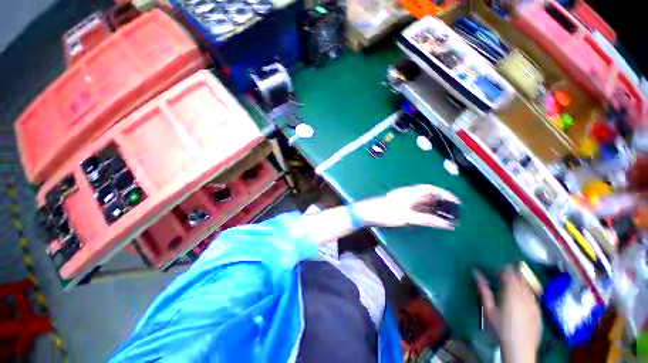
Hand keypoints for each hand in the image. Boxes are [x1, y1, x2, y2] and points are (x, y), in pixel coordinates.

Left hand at [354, 185, 459, 228]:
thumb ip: (425, 219)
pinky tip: (429, 218)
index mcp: (409, 193)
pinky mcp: (399, 206)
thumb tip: (446, 223)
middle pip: (428, 195)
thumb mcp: (406, 217)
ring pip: (422, 202)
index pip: (431, 189)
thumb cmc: (385, 213)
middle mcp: (407, 194)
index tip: (456, 202)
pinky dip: (425, 211)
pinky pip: (416, 207)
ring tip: (445, 216)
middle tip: (454, 212)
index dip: (444, 194)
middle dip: (441, 202)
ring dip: (433, 207)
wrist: (366, 213)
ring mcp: (402, 200)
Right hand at [474, 268, 541, 362]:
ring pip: (528, 287)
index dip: (504, 269)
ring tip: (515, 281)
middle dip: (514, 273)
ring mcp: (533, 303)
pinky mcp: (538, 311)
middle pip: (520, 279)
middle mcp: (524, 296)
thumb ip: (484, 291)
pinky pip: (533, 296)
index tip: (498, 267)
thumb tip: (476, 275)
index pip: (509, 275)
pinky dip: (528, 292)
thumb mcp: (489, 310)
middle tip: (506, 271)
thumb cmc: (501, 327)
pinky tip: (524, 296)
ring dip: (522, 281)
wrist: (520, 347)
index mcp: (511, 293)